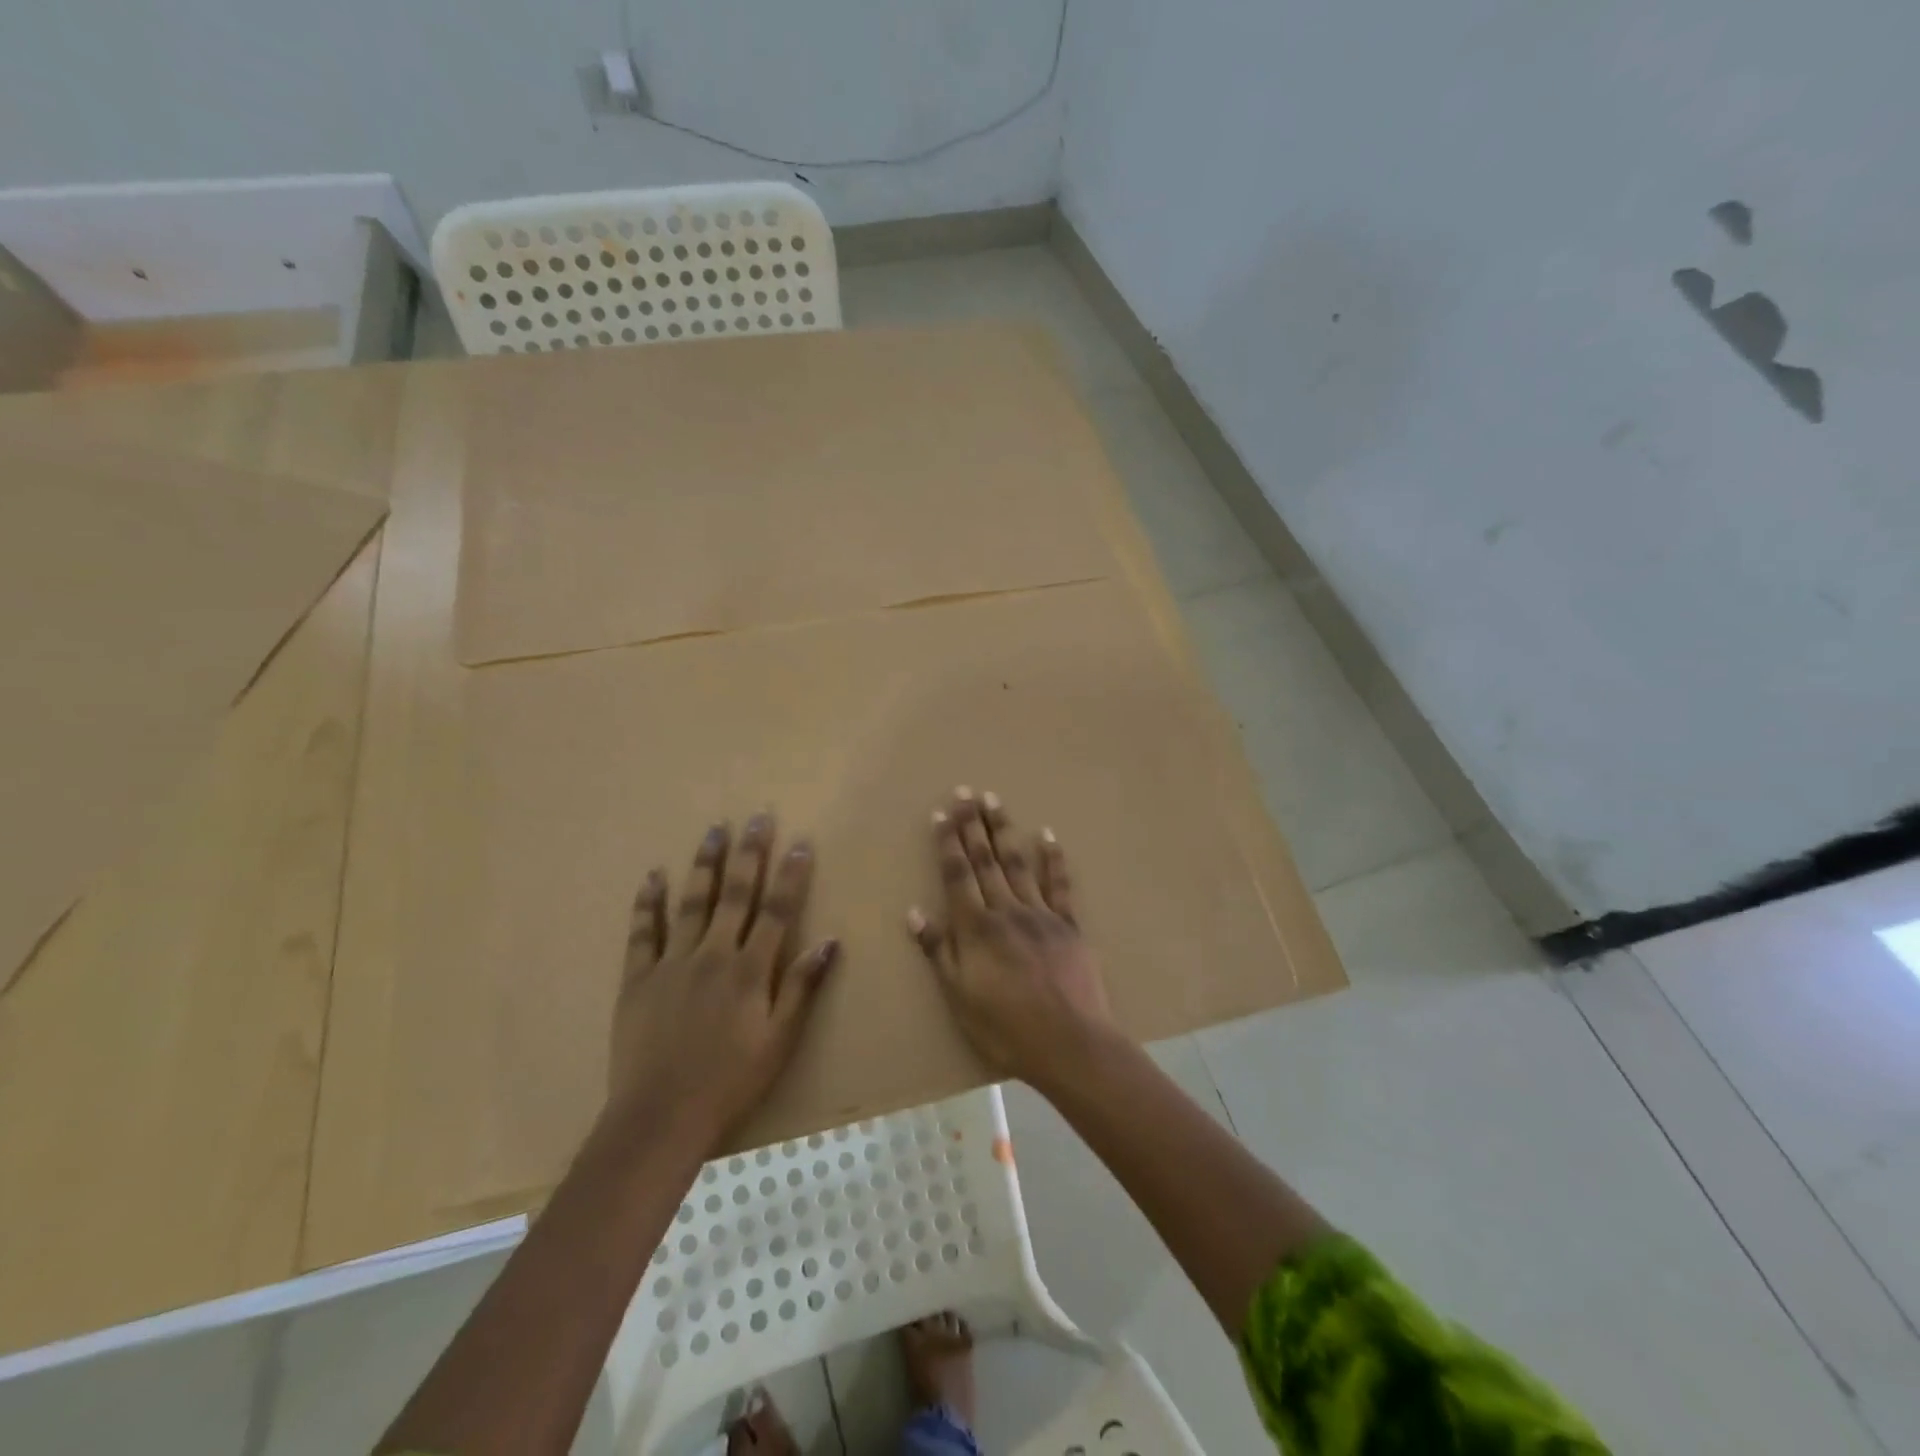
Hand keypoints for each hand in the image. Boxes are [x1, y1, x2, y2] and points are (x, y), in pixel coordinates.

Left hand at [610, 814, 838, 1148]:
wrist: (660, 1118)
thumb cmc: (730, 1082)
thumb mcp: (780, 1041)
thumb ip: (802, 987)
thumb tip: (831, 941)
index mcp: (750, 969)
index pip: (777, 910)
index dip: (790, 874)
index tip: (799, 842)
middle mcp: (713, 954)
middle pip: (736, 893)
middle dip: (749, 852)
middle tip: (758, 817)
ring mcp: (672, 963)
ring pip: (692, 902)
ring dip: (705, 863)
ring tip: (715, 829)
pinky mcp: (638, 979)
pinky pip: (642, 932)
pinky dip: (648, 903)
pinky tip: (653, 876)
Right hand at [908, 788, 1117, 1087]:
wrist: (1071, 1043)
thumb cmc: (1006, 1028)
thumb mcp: (960, 997)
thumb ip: (939, 952)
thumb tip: (915, 913)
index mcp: (976, 928)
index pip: (958, 875)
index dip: (949, 843)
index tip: (943, 813)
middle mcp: (1006, 911)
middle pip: (986, 860)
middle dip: (973, 825)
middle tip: (967, 791)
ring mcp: (1040, 914)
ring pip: (1018, 864)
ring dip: (1004, 831)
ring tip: (995, 801)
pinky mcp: (1068, 925)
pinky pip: (1059, 885)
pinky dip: (1052, 858)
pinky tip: (1046, 835)